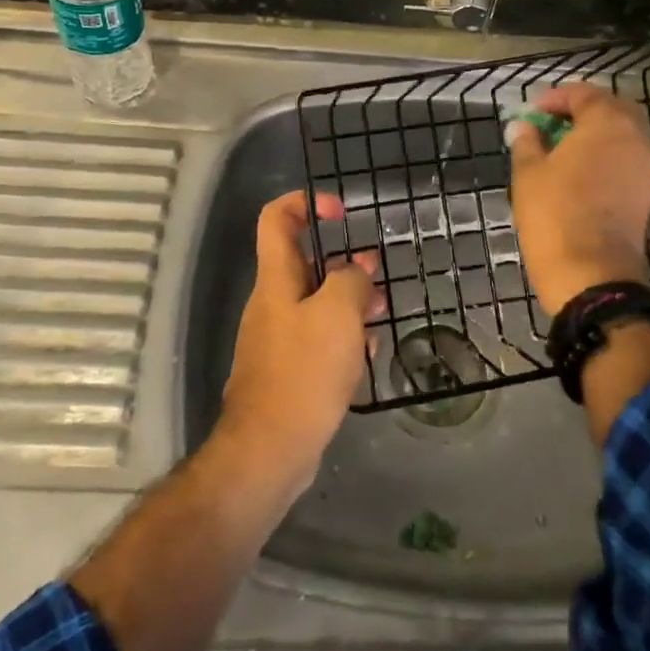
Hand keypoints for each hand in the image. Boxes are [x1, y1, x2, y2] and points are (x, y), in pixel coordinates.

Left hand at [221, 190, 380, 477]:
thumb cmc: (304, 371)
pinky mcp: (288, 368)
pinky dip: (341, 334)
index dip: (304, 202)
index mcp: (277, 279)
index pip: (277, 219)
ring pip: (315, 301)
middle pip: (302, 261)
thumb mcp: (338, 314)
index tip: (340, 211)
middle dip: (340, 259)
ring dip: (347, 298)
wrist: (270, 448)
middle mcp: (273, 302)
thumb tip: (355, 272)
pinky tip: (366, 352)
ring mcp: (278, 337)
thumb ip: (351, 281)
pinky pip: (316, 336)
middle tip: (374, 271)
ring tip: (379, 311)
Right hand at [505, 83, 649, 315]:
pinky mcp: (647, 192)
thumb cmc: (555, 213)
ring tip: (562, 147)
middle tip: (551, 123)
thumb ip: (527, 142)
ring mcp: (646, 166)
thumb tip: (522, 127)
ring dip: (595, 133)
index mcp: (607, 122)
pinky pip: (627, 158)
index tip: (532, 112)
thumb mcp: (529, 173)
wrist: (591, 273)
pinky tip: (580, 170)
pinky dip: (606, 154)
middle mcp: (635, 137)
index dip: (556, 98)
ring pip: (623, 134)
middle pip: (611, 109)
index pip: (584, 94)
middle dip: (581, 110)